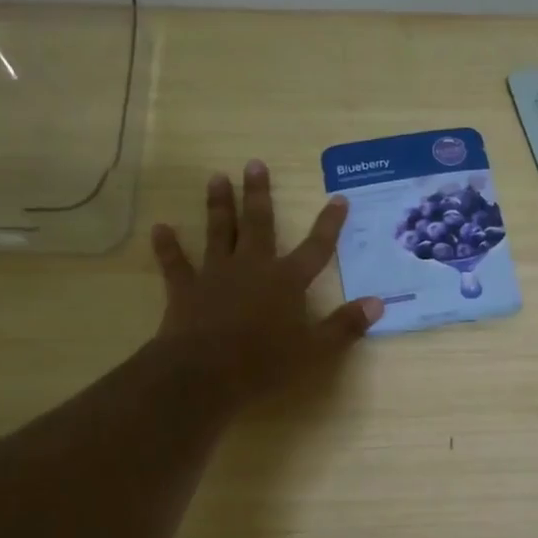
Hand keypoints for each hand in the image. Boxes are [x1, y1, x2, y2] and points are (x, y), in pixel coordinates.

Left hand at [149, 160, 382, 410]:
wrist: (203, 374)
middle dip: (259, 194)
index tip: (338, 198)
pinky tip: (160, 228)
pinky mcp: (186, 289)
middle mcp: (252, 267)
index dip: (329, 224)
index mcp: (287, 281)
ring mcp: (216, 275)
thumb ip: (345, 325)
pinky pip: (176, 263)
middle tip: (254, 164)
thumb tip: (378, 303)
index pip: (316, 247)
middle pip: (258, 224)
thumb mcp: (315, 350)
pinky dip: (168, 246)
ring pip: (219, 232)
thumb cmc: (264, 363)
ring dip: (218, 205)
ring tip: (217, 178)